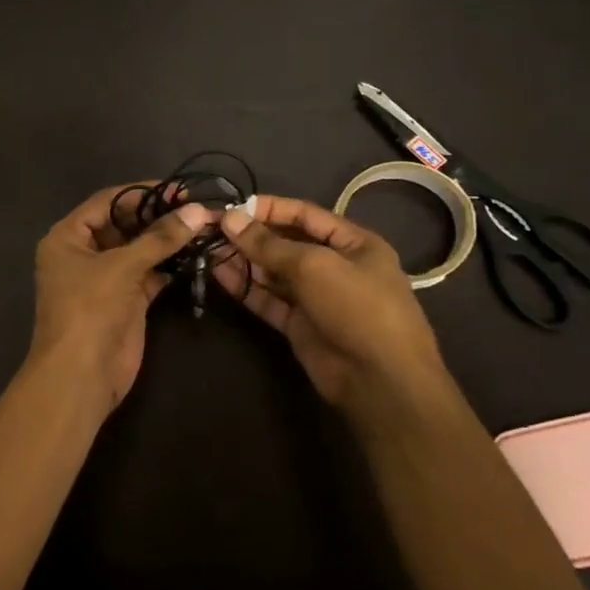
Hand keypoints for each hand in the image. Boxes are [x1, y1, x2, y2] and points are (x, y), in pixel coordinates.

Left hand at [28, 185, 213, 409]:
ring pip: (138, 250)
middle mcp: (83, 253)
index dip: (141, 192)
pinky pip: (148, 273)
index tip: (179, 187)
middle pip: (123, 224)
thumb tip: (198, 211)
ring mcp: (104, 278)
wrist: (82, 375)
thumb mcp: (122, 267)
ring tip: (202, 226)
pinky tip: (196, 255)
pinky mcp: (125, 300)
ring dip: (166, 241)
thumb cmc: (89, 310)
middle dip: (157, 216)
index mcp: (67, 237)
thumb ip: (159, 238)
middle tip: (196, 207)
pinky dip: (169, 265)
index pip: (106, 202)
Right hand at [213, 195, 442, 404]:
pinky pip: (268, 299)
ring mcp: (317, 298)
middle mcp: (336, 267)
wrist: (380, 382)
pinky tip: (218, 275)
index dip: (270, 208)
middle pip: (287, 244)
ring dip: (244, 261)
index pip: (306, 215)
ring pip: (274, 273)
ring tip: (208, 250)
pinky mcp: (300, 325)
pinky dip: (246, 288)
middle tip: (213, 229)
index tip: (234, 207)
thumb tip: (229, 218)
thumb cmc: (357, 307)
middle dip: (251, 236)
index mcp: (355, 244)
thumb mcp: (313, 266)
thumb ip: (268, 243)